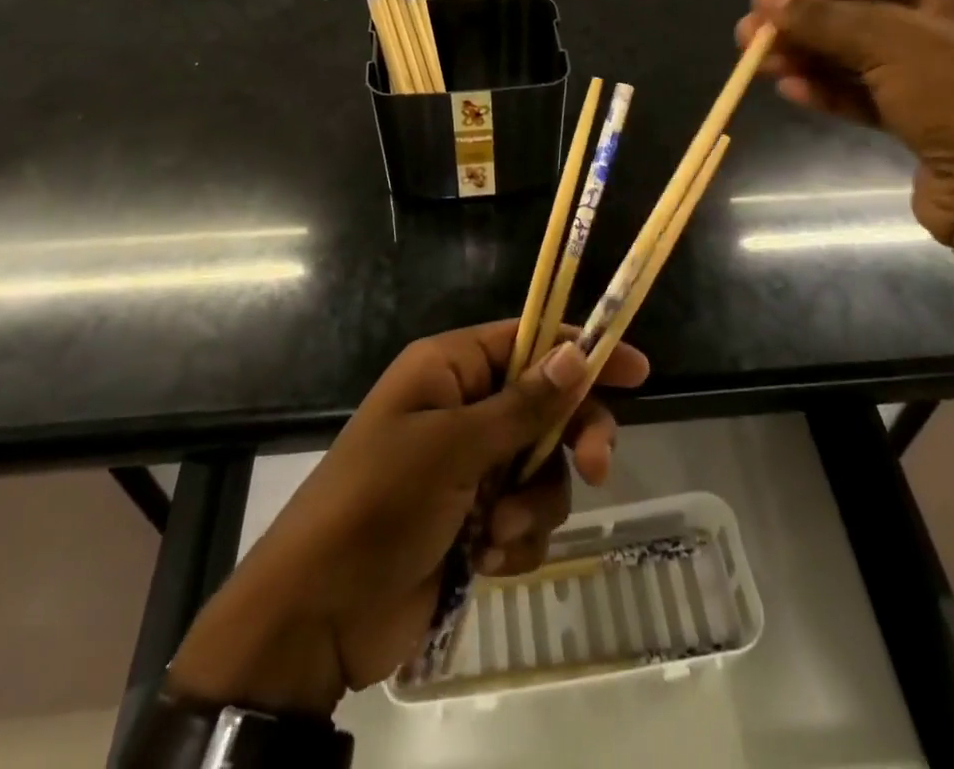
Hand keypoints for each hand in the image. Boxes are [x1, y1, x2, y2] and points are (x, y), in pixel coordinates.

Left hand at [166, 321, 647, 716]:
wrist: (317, 614)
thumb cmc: (379, 505)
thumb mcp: (452, 448)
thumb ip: (522, 405)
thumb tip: (578, 353)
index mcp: (449, 369)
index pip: (529, 340)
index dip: (581, 349)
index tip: (636, 369)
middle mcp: (463, 407)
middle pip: (546, 405)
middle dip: (570, 439)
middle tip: (596, 469)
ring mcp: (469, 465)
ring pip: (541, 467)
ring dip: (532, 503)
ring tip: (496, 532)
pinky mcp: (473, 518)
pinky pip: (524, 515)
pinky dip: (515, 538)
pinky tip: (486, 560)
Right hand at [738, 0, 953, 242]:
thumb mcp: (888, 39)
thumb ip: (823, 17)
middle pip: (865, 14)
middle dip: (806, 25)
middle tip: (751, 36)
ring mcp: (944, 77)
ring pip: (862, 57)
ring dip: (811, 58)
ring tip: (760, 64)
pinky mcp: (928, 122)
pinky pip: (870, 95)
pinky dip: (832, 91)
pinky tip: (792, 92)